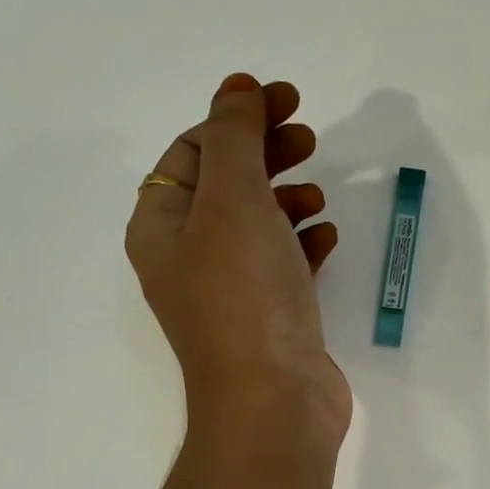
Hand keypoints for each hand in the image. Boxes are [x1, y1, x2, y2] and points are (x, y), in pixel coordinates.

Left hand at [126, 73, 350, 448]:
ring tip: (319, 193)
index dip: (237, 118)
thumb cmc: (245, 295)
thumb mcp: (233, 201)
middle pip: (227, 183)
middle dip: (267, 152)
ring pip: (258, 223)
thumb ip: (235, 138)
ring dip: (287, 197)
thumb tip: (236, 88)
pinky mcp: (271, 316)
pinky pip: (284, 263)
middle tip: (310, 135)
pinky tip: (326, 238)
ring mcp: (232, 289)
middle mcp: (189, 255)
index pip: (194, 151)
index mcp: (163, 225)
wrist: (273, 400)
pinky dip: (304, 242)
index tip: (287, 99)